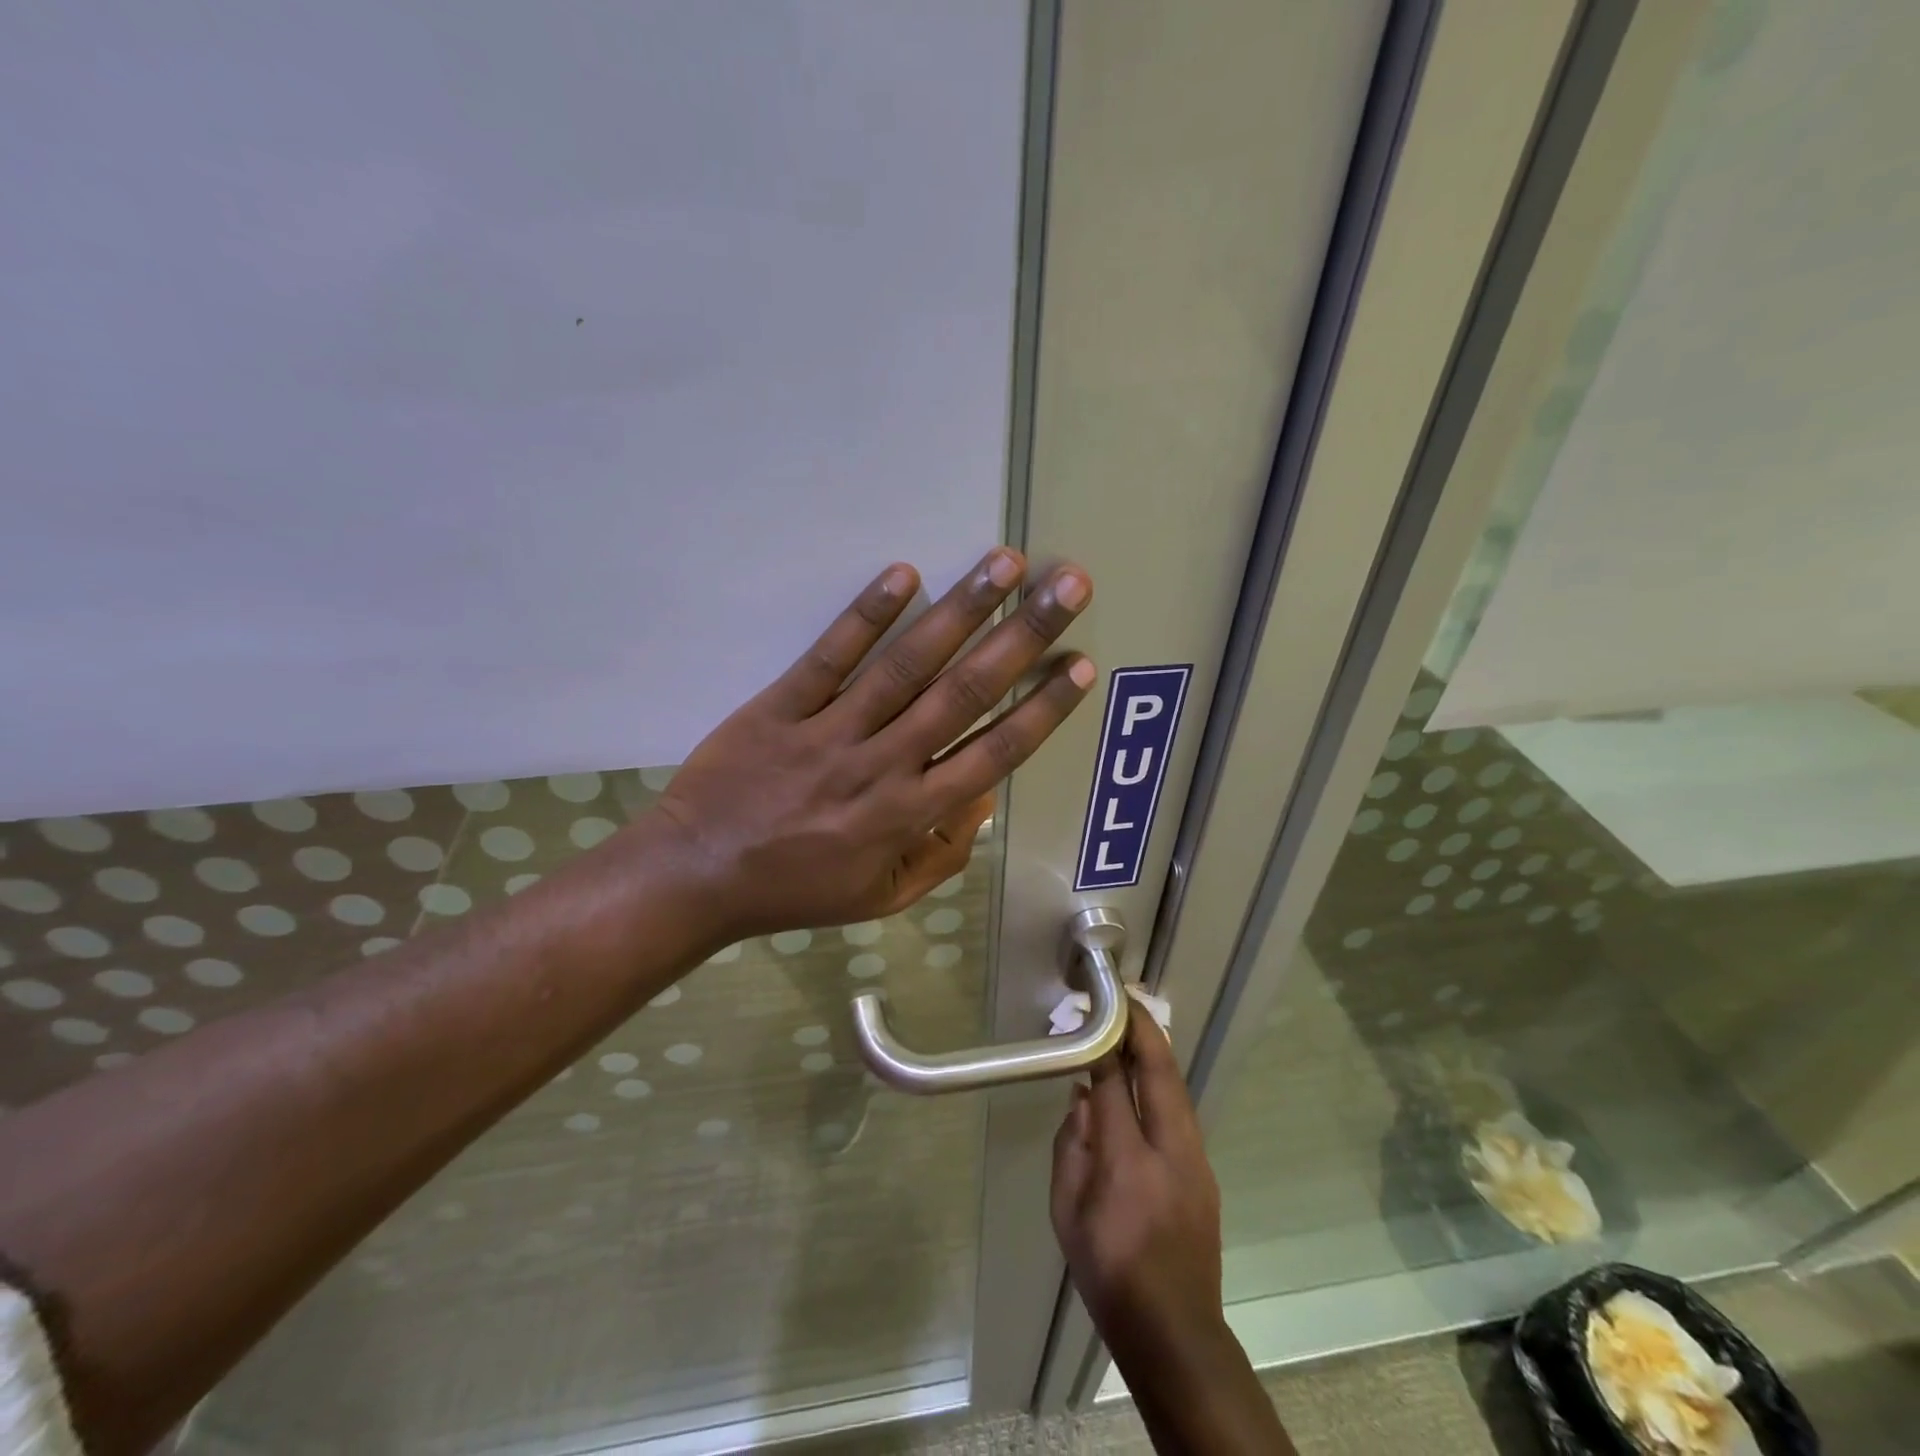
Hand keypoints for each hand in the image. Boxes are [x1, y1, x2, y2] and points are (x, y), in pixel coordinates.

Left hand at [648, 549, 1094, 942]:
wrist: (697, 876)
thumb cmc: (795, 889)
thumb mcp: (882, 896)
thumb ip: (941, 854)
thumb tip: (983, 801)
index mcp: (909, 814)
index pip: (993, 753)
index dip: (1042, 709)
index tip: (1079, 665)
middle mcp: (882, 765)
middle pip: (964, 693)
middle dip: (1023, 638)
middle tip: (1068, 587)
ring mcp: (830, 732)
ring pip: (907, 666)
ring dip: (961, 611)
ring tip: (1005, 564)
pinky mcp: (780, 707)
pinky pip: (828, 658)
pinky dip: (865, 616)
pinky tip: (904, 574)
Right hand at [1051, 1001, 1227, 1366]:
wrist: (1174, 1329)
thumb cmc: (1108, 1271)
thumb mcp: (1066, 1210)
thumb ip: (1071, 1144)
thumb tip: (1082, 1095)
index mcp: (1127, 1160)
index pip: (1113, 1082)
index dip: (1102, 1043)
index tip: (1090, 1012)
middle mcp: (1169, 1149)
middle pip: (1159, 1072)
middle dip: (1141, 1029)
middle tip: (1122, 998)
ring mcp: (1196, 1159)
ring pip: (1176, 1087)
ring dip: (1155, 1052)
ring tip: (1132, 1026)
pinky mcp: (1205, 1171)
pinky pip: (1181, 1110)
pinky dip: (1162, 1082)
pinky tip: (1144, 1079)